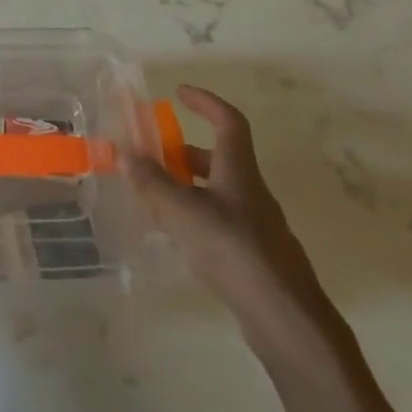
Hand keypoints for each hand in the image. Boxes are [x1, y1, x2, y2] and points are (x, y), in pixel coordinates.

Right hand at [127, 86, 329, 341]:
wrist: (286, 318)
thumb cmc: (233, 250)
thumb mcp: (181, 212)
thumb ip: (151, 181)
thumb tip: (125, 151)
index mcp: (239, 171)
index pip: (228, 121)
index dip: (205, 102)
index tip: (180, 92)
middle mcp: (251, 191)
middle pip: (218, 159)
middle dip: (183, 152)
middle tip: (151, 155)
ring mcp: (257, 225)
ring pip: (217, 192)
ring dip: (186, 186)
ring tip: (153, 198)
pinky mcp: (256, 255)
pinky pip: (220, 221)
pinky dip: (195, 216)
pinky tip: (175, 237)